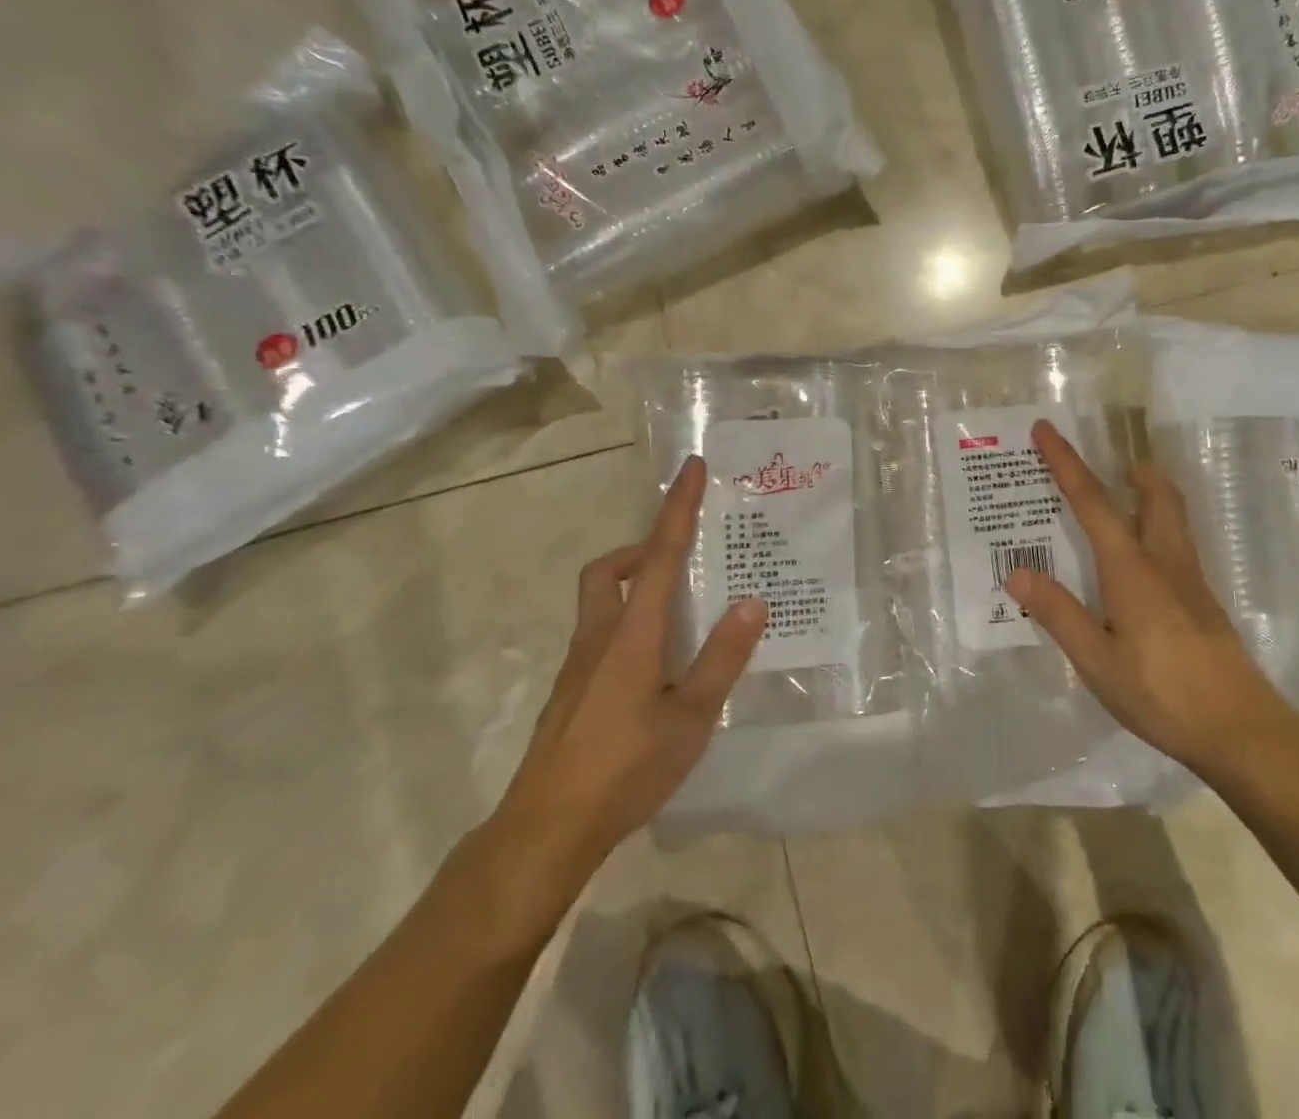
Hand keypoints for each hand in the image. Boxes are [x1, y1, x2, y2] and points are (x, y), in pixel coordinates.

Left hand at [473, 456, 764, 939]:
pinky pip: (601, 634)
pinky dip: (629, 624)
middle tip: (682, 560)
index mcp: (633, 633)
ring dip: (635, 586)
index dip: (677, 508)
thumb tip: (752, 601)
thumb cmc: (625, 768)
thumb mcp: (691, 716)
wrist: (546, 829)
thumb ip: (722, 657)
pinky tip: (657, 668)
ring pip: (601, 602)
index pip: (660, 554)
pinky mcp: (572, 692)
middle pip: (610, 570)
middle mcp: (600, 636)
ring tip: (681, 614)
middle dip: (643, 549)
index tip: (690, 468)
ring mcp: (579, 665)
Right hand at [1004, 421, 1298, 785]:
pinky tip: (1141, 561)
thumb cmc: (1162, 695)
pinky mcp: (1203, 601)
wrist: (1242, 731)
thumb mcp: (1097, 661)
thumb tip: (1017, 571)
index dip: (1065, 463)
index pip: (1092, 502)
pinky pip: (1176, 543)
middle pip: (1155, 495)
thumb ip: (1059, 613)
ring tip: (1124, 496)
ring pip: (1172, 516)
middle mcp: (1165, 561)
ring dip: (1149, 493)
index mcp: (1132, 569)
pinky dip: (1155, 526)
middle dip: (1131, 470)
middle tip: (1109, 462)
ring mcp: (1190, 580)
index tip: (1046, 429)